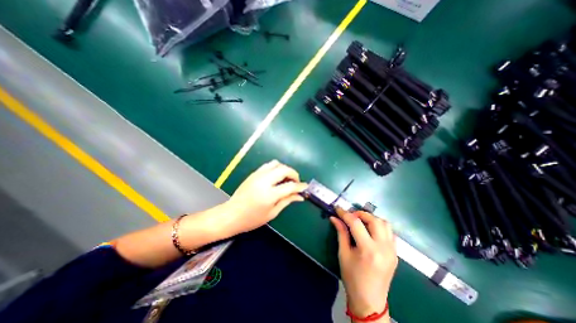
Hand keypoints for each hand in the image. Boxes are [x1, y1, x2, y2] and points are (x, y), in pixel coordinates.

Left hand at [218, 160, 305, 237]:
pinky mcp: (253, 173)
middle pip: (284, 169)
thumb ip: (287, 201)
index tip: (305, 187)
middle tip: (296, 182)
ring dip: (284, 169)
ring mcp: (257, 175)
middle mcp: (264, 181)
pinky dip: (276, 168)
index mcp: (269, 194)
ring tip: (286, 179)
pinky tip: (276, 177)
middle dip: (294, 174)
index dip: (300, 186)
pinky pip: (268, 165)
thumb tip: (300, 196)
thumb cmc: (252, 219)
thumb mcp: (272, 213)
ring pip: (276, 164)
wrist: (231, 214)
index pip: (290, 186)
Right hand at [331, 209, 399, 320]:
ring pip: (385, 223)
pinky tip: (370, 231)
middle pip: (374, 220)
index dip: (345, 214)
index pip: (356, 223)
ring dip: (371, 218)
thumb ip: (341, 233)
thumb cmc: (352, 278)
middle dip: (360, 214)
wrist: (369, 301)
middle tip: (350, 216)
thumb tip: (334, 217)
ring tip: (360, 222)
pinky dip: (380, 226)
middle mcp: (383, 248)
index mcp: (368, 250)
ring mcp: (392, 250)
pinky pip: (390, 232)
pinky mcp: (395, 253)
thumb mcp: (343, 254)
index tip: (337, 209)